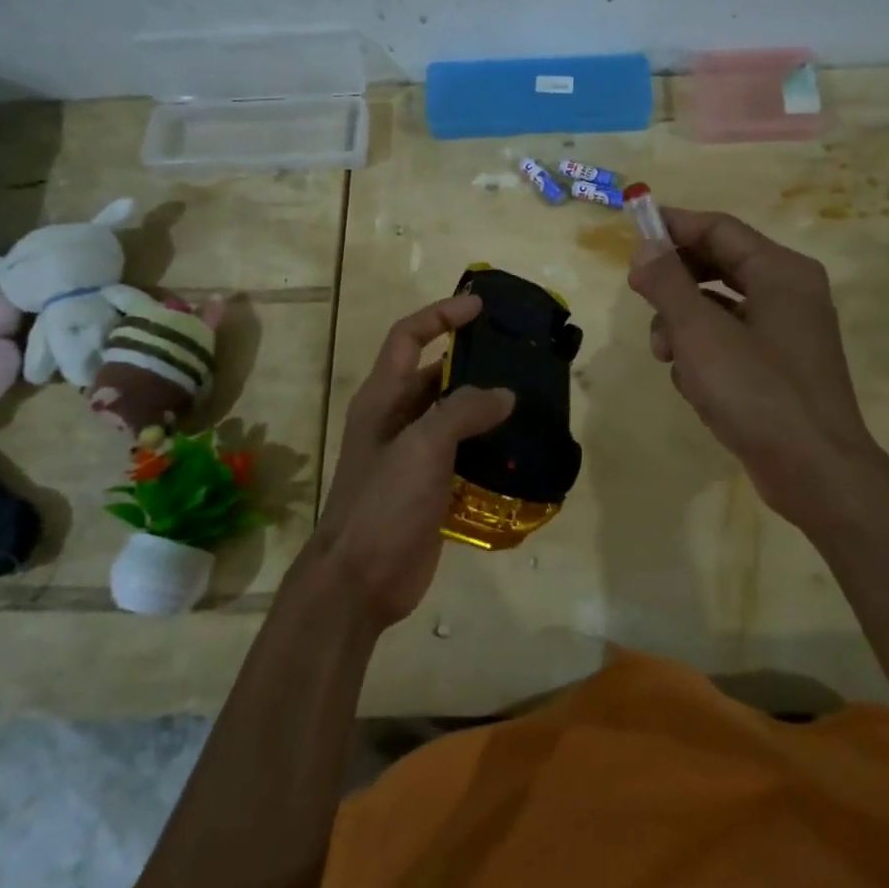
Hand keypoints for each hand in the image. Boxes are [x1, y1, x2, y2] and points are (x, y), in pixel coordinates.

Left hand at [314, 295, 515, 627]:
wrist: (360, 580)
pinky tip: (519, 449)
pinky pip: (463, 453)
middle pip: (434, 374)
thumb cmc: (383, 502)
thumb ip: (463, 411)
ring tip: (528, 398)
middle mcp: (396, 418)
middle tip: (517, 356)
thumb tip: (504, 394)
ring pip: (453, 415)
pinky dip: (488, 446)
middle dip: (471, 361)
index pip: (408, 337)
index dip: (441, 316)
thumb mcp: (422, 446)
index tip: (479, 307)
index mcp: (382, 397)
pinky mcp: (430, 486)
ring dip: (484, 406)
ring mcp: (413, 455)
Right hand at [628, 208, 888, 529]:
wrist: (816, 473)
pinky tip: (692, 383)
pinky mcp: (779, 366)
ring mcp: (787, 331)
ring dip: (684, 323)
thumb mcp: (700, 333)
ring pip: (720, 306)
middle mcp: (789, 292)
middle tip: (638, 293)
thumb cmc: (757, 392)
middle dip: (675, 281)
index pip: (718, 228)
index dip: (672, 226)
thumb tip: (644, 247)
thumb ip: (668, 283)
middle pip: (719, 264)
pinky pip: (731, 340)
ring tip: (664, 354)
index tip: (631, 232)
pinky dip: (705, 352)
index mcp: (780, 271)